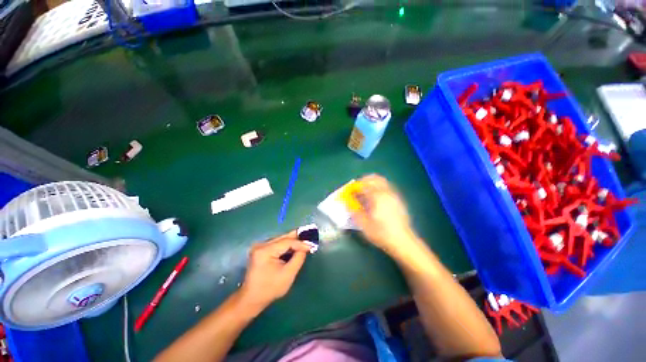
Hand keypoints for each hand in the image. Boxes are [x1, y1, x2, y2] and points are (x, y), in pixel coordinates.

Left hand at [238, 231, 310, 312]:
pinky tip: (294, 247)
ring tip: (304, 243)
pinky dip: (286, 246)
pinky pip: (277, 244)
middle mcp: (261, 245)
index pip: (287, 242)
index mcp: (265, 251)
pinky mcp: (261, 249)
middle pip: (283, 238)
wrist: (251, 299)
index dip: (300, 243)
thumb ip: (298, 258)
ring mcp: (260, 246)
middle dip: (298, 239)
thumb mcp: (288, 274)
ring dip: (293, 241)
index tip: (311, 246)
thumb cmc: (270, 289)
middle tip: (310, 238)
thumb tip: (305, 247)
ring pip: (281, 240)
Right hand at [351, 175, 416, 256]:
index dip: (355, 186)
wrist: (403, 241)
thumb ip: (354, 211)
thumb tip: (348, 202)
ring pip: (382, 182)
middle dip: (364, 181)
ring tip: (366, 193)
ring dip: (372, 183)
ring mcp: (394, 196)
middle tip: (358, 189)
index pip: (364, 185)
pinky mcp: (399, 200)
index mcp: (377, 197)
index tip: (350, 192)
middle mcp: (387, 193)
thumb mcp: (364, 224)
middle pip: (375, 178)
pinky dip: (379, 188)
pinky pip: (387, 188)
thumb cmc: (382, 233)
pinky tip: (376, 199)